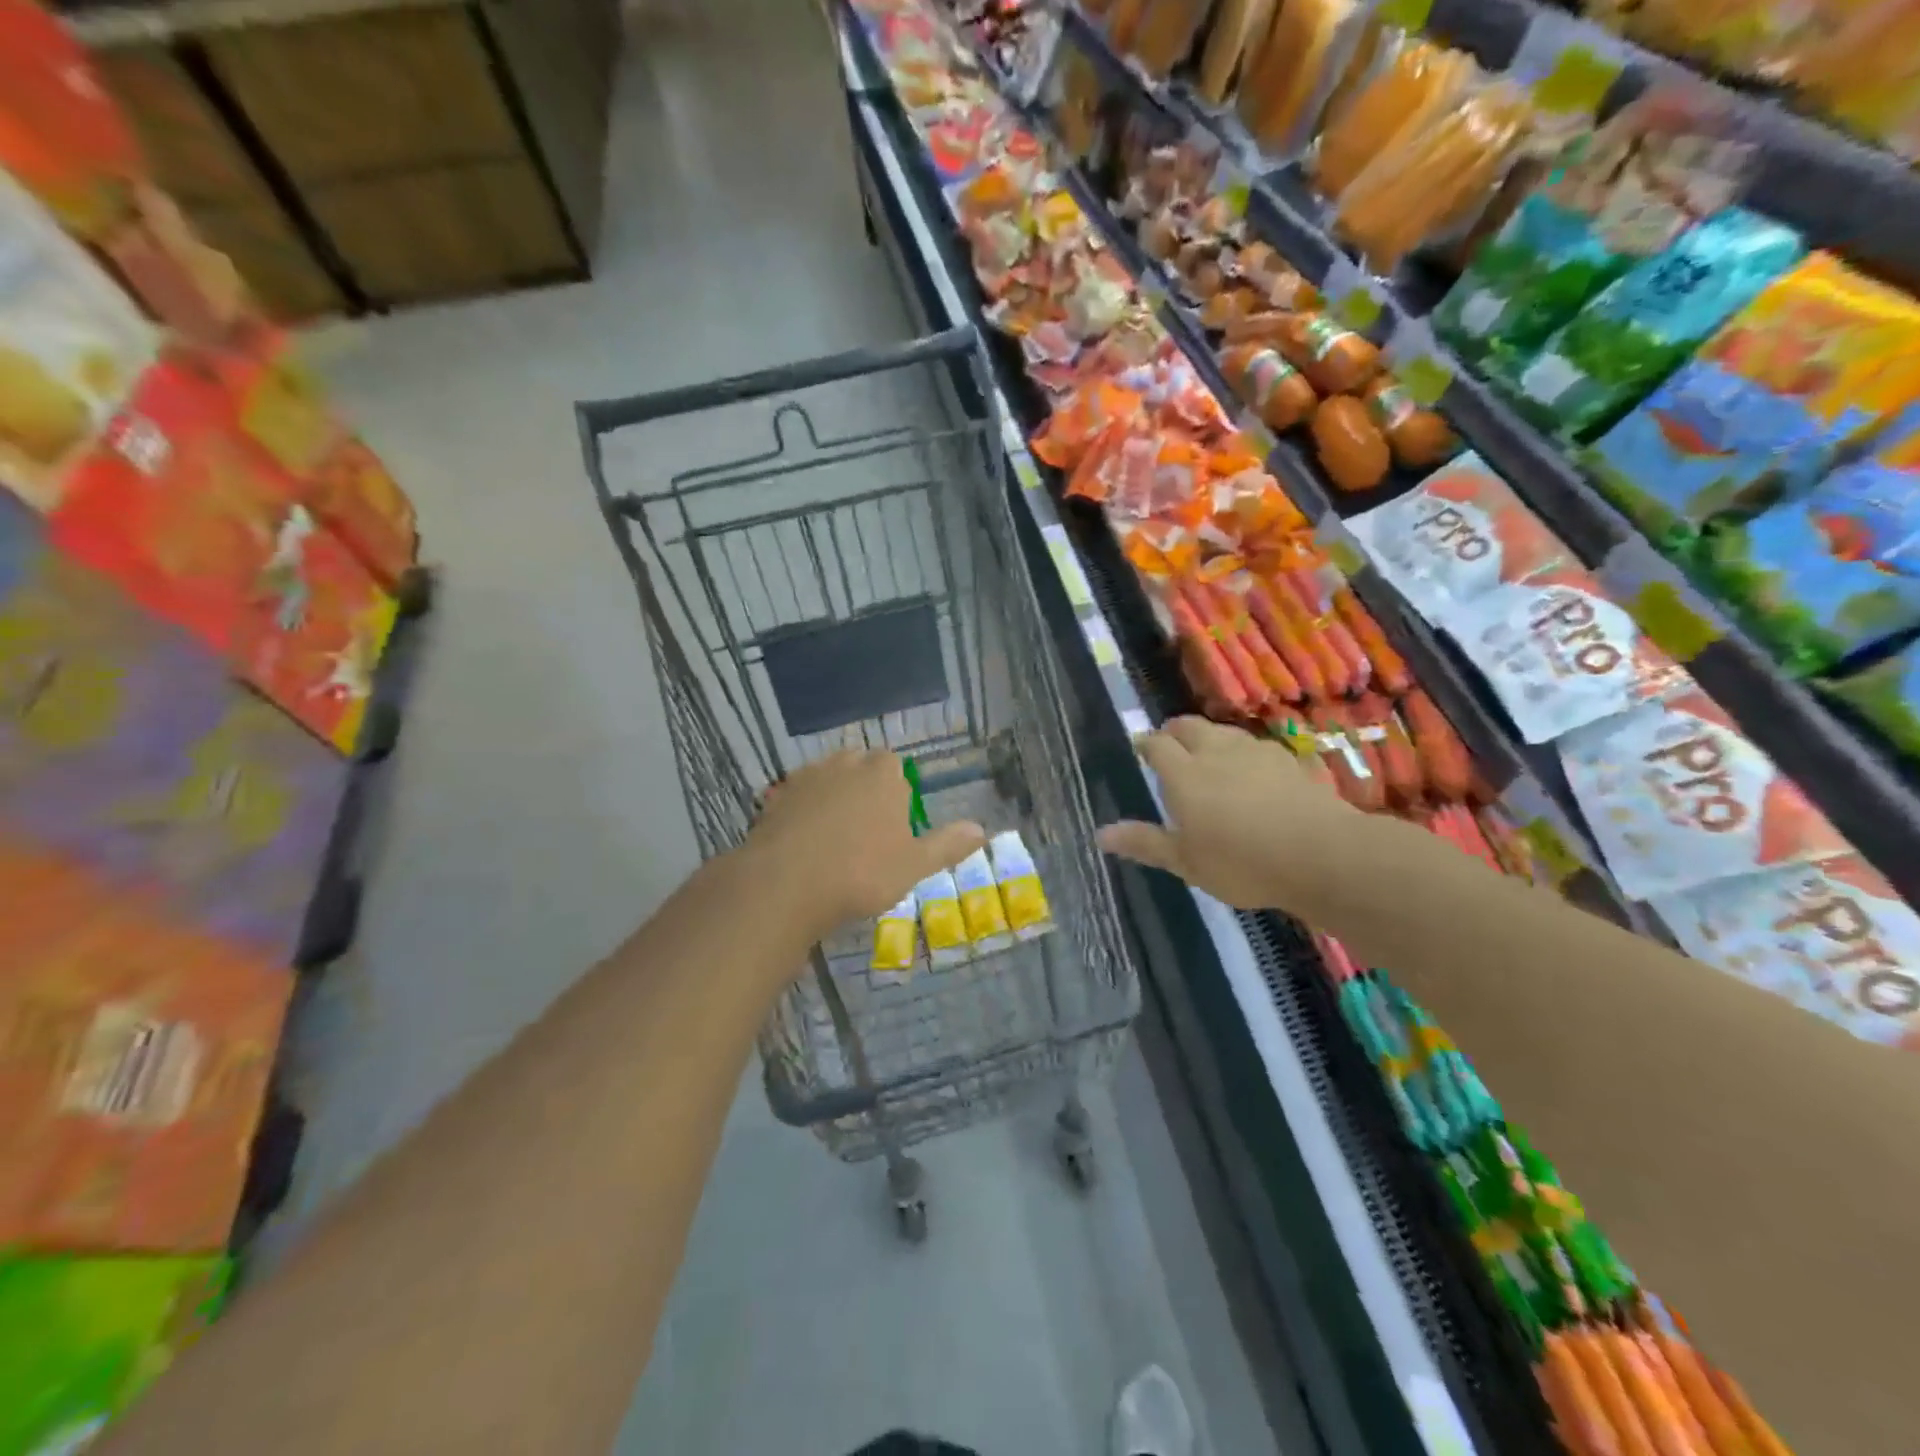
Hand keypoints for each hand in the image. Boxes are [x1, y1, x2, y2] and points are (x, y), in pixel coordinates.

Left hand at [745, 750, 985, 942]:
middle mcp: (845, 765)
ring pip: (827, 778)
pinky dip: (803, 811)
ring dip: (833, 796)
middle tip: (867, 829)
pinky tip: (804, 841)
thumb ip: (947, 845)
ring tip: (835, 836)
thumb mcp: (914, 865)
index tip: (895, 824)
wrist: (785, 884)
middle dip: (865, 788)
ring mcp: (807, 778)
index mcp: (883, 774)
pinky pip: (797, 797)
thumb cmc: (862, 873)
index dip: (897, 792)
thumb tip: (982, 830)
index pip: (895, 766)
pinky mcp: (775, 797)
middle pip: (860, 766)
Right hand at [1097, 716, 1362, 909]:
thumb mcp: (1185, 862)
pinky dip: (1246, 753)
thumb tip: (1101, 834)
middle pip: (1190, 726)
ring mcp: (1257, 753)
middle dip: (1175, 731)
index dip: (1146, 743)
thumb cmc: (1241, 863)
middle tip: (1169, 744)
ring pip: (1226, 732)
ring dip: (1211, 738)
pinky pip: (1259, 748)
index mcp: (1184, 775)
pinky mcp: (1291, 761)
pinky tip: (1254, 771)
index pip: (1157, 745)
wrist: (1321, 854)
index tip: (1140, 747)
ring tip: (1209, 754)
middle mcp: (1217, 753)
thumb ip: (1145, 843)